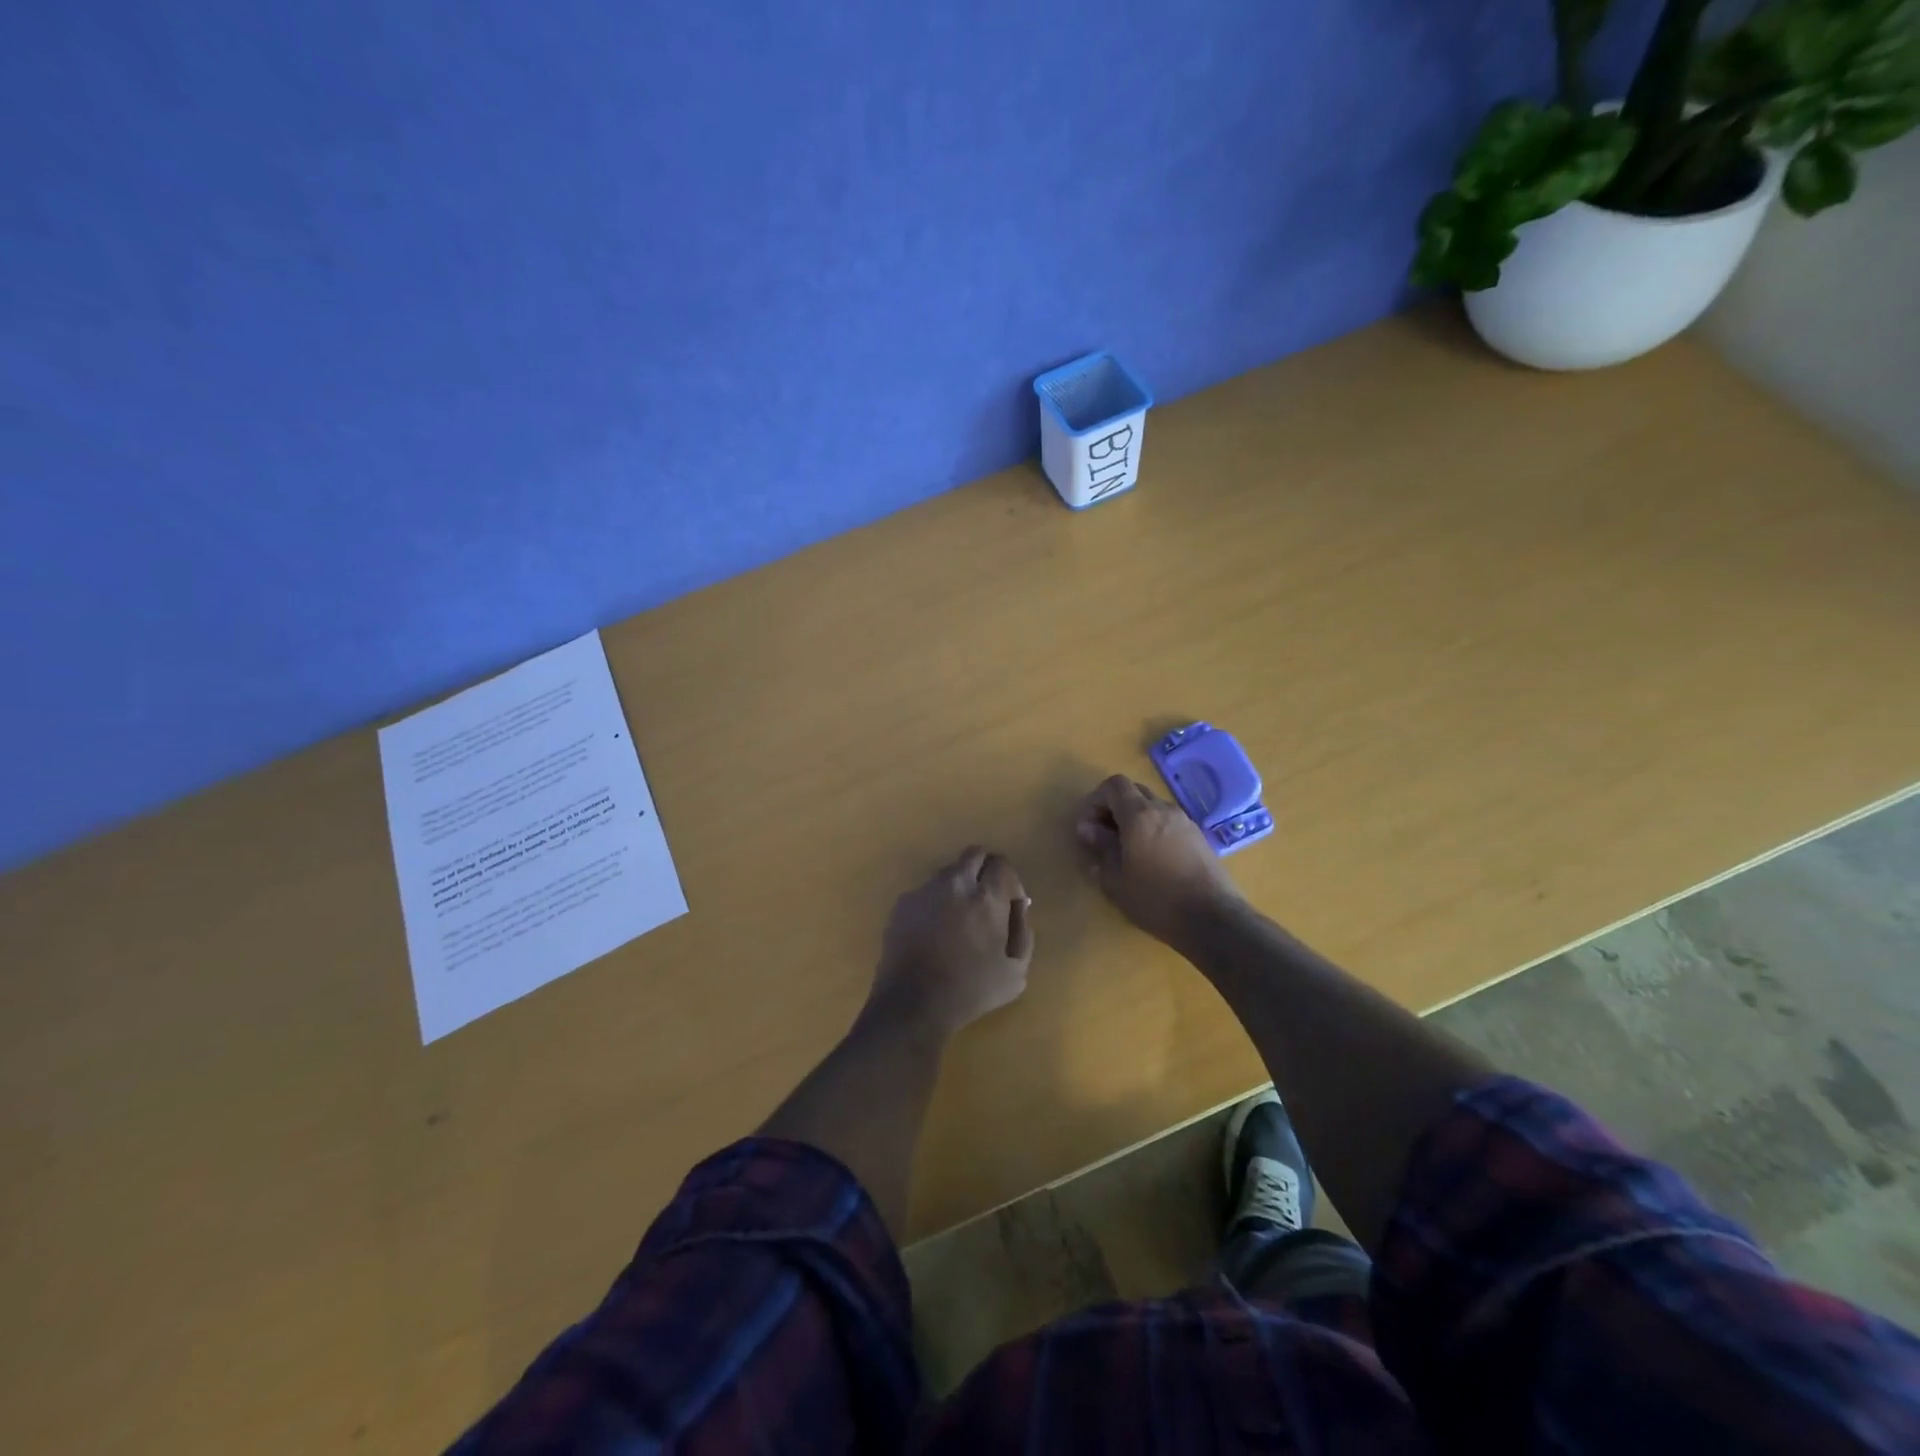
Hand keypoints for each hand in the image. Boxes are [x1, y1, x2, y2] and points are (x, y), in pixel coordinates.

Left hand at [863, 847, 1034, 1038]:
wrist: (912, 1003)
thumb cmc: (970, 991)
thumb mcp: (1015, 972)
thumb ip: (1023, 933)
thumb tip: (1019, 907)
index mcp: (986, 897)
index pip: (1002, 864)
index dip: (1010, 882)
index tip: (1009, 904)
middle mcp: (955, 883)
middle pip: (975, 854)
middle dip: (985, 871)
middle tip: (986, 900)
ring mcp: (925, 890)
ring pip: (949, 872)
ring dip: (959, 885)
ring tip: (957, 919)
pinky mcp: (903, 902)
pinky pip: (926, 891)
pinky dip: (935, 902)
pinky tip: (933, 931)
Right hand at [1075, 775, 1243, 945]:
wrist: (1213, 919)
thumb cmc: (1156, 899)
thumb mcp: (1115, 879)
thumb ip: (1100, 848)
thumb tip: (1088, 830)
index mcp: (1140, 815)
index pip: (1114, 785)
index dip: (1095, 801)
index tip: (1088, 829)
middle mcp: (1164, 809)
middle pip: (1134, 792)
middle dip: (1114, 808)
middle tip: (1104, 837)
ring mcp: (1185, 822)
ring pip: (1152, 807)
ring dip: (1134, 820)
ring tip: (1126, 851)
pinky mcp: (1199, 838)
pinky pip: (1169, 822)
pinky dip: (1153, 830)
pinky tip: (1151, 860)